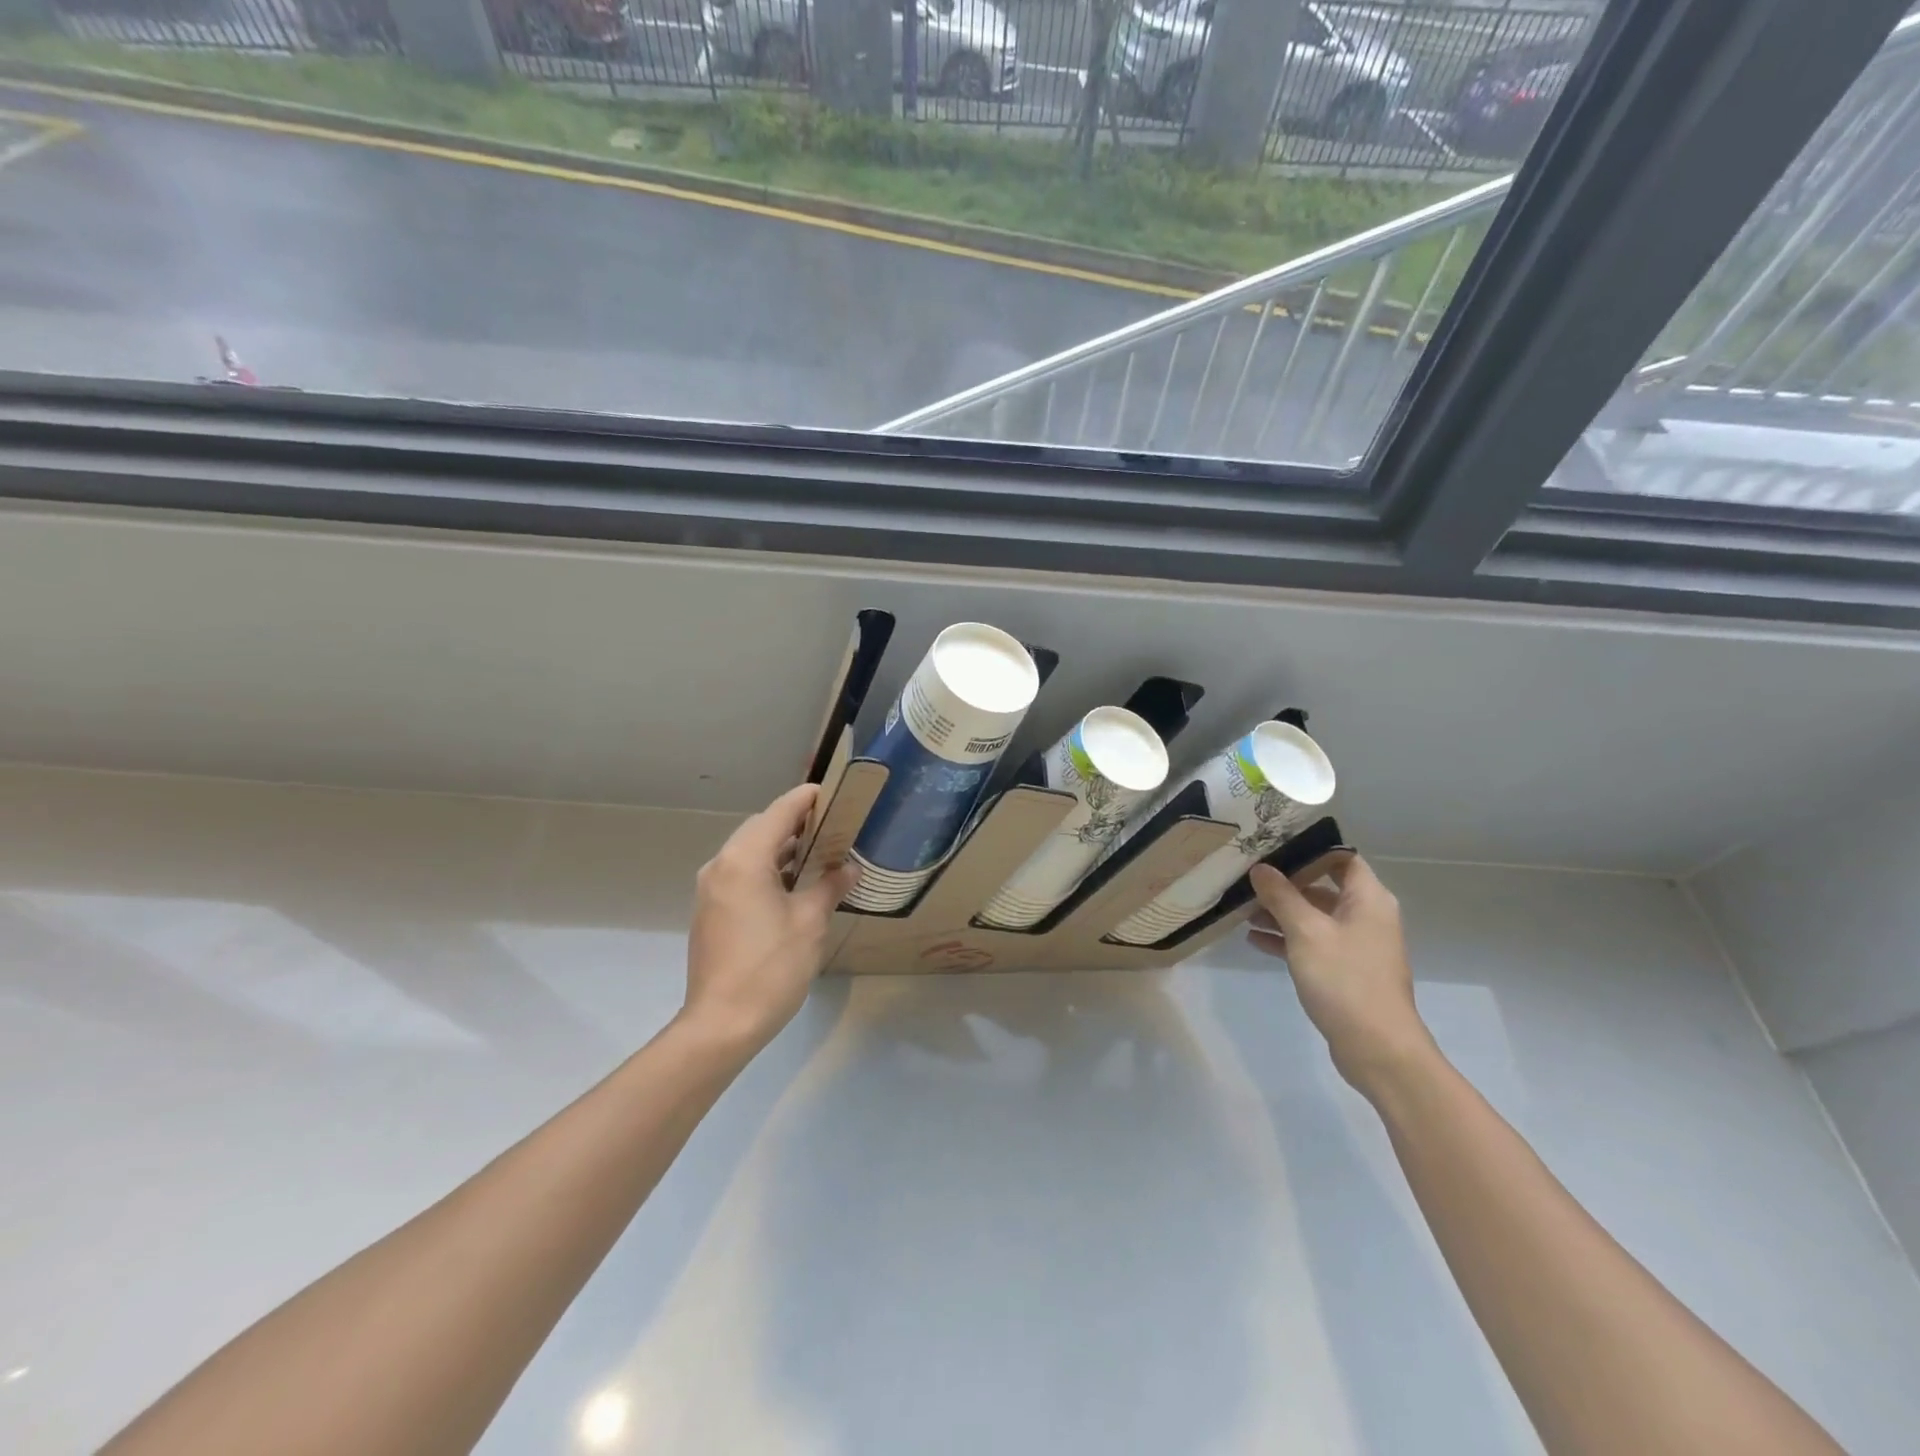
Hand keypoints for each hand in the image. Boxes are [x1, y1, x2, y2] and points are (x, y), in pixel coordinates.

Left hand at [682, 783, 860, 1053]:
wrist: (722, 1023)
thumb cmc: (771, 967)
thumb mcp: (811, 922)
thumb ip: (831, 885)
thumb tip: (849, 867)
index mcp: (745, 859)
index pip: (779, 812)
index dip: (807, 799)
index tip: (834, 793)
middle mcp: (721, 865)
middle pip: (761, 828)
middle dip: (795, 822)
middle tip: (833, 826)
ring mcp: (711, 889)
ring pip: (749, 851)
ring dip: (781, 847)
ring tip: (819, 852)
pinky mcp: (710, 910)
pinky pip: (741, 873)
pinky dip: (767, 868)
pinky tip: (793, 884)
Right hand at [1247, 855, 1436, 1096]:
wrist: (1377, 1049)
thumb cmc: (1345, 980)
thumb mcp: (1306, 932)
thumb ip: (1281, 896)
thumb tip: (1260, 868)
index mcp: (1368, 900)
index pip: (1340, 858)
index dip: (1308, 849)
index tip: (1271, 846)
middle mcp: (1366, 916)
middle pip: (1322, 887)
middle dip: (1285, 883)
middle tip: (1247, 876)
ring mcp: (1356, 945)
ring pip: (1314, 916)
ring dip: (1281, 912)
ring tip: (1242, 909)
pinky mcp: (1345, 970)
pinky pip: (1312, 942)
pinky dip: (1287, 938)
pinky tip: (1254, 939)